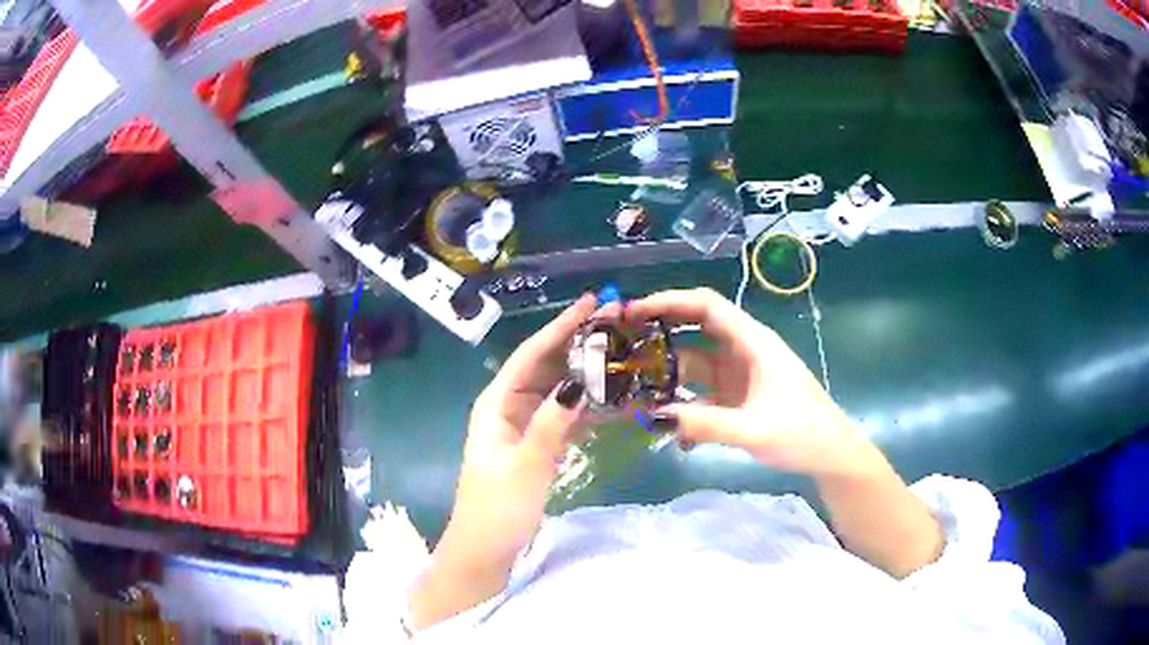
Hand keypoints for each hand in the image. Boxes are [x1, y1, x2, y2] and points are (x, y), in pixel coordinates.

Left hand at [411, 294, 604, 628]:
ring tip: (623, 356)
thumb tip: (579, 381)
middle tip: (618, 325)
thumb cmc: (496, 510)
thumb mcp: (525, 466)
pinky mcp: (536, 448)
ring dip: (586, 374)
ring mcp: (523, 429)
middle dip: (578, 344)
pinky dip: (586, 408)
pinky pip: (564, 417)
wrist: (483, 554)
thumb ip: (551, 424)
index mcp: (496, 404)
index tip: (594, 303)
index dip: (562, 325)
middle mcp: (508, 409)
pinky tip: (613, 402)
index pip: (532, 354)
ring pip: (558, 391)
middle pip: (546, 366)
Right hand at [626, 288, 876, 477]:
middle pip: (695, 327)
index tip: (634, 312)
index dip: (669, 301)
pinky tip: (665, 426)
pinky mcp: (737, 396)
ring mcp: (739, 374)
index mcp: (752, 343)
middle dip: (659, 331)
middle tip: (621, 341)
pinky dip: (681, 401)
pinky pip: (701, 391)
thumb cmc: (801, 433)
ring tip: (631, 385)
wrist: (830, 455)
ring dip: (666, 371)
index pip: (707, 305)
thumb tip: (654, 417)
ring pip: (694, 361)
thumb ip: (704, 423)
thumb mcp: (753, 429)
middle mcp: (742, 351)